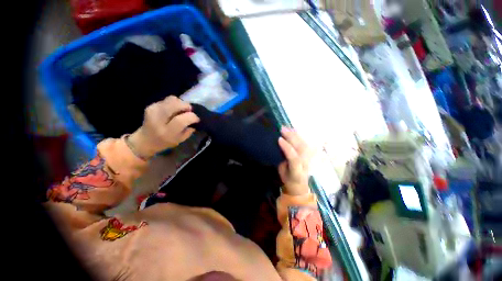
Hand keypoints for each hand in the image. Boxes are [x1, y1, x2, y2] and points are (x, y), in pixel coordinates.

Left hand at [128, 96, 199, 158]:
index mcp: (167, 132)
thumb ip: (189, 130)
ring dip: (180, 103)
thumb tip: (194, 119)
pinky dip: (174, 103)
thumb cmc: (165, 142)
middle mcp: (158, 120)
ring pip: (171, 99)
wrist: (145, 140)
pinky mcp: (151, 106)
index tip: (196, 119)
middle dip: (186, 106)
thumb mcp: (180, 140)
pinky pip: (167, 100)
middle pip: (175, 105)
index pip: (181, 120)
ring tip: (181, 110)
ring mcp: (153, 111)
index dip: (192, 117)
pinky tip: (173, 110)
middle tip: (190, 110)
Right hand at [278, 127, 312, 195]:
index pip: (294, 158)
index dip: (287, 148)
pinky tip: (294, 130)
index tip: (279, 139)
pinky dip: (300, 136)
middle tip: (282, 129)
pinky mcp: (310, 155)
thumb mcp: (282, 172)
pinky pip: (305, 143)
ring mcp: (309, 159)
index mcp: (297, 171)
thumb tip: (280, 147)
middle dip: (291, 137)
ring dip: (295, 135)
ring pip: (304, 144)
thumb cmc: (288, 178)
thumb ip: (282, 160)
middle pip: (300, 148)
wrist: (299, 185)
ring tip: (287, 128)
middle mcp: (305, 164)